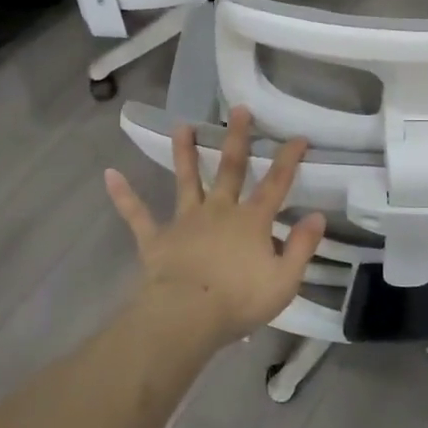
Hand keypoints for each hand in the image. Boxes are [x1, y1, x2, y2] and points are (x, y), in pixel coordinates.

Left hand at [103, 106, 325, 350]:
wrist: (185, 317)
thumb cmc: (238, 301)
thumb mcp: (284, 280)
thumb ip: (302, 246)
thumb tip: (318, 216)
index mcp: (252, 221)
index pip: (276, 184)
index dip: (289, 159)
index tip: (298, 137)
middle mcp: (219, 211)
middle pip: (230, 168)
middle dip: (237, 138)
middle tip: (239, 109)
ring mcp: (186, 222)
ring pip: (187, 180)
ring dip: (184, 153)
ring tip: (181, 126)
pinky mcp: (157, 239)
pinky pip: (138, 215)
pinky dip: (124, 196)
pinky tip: (110, 175)